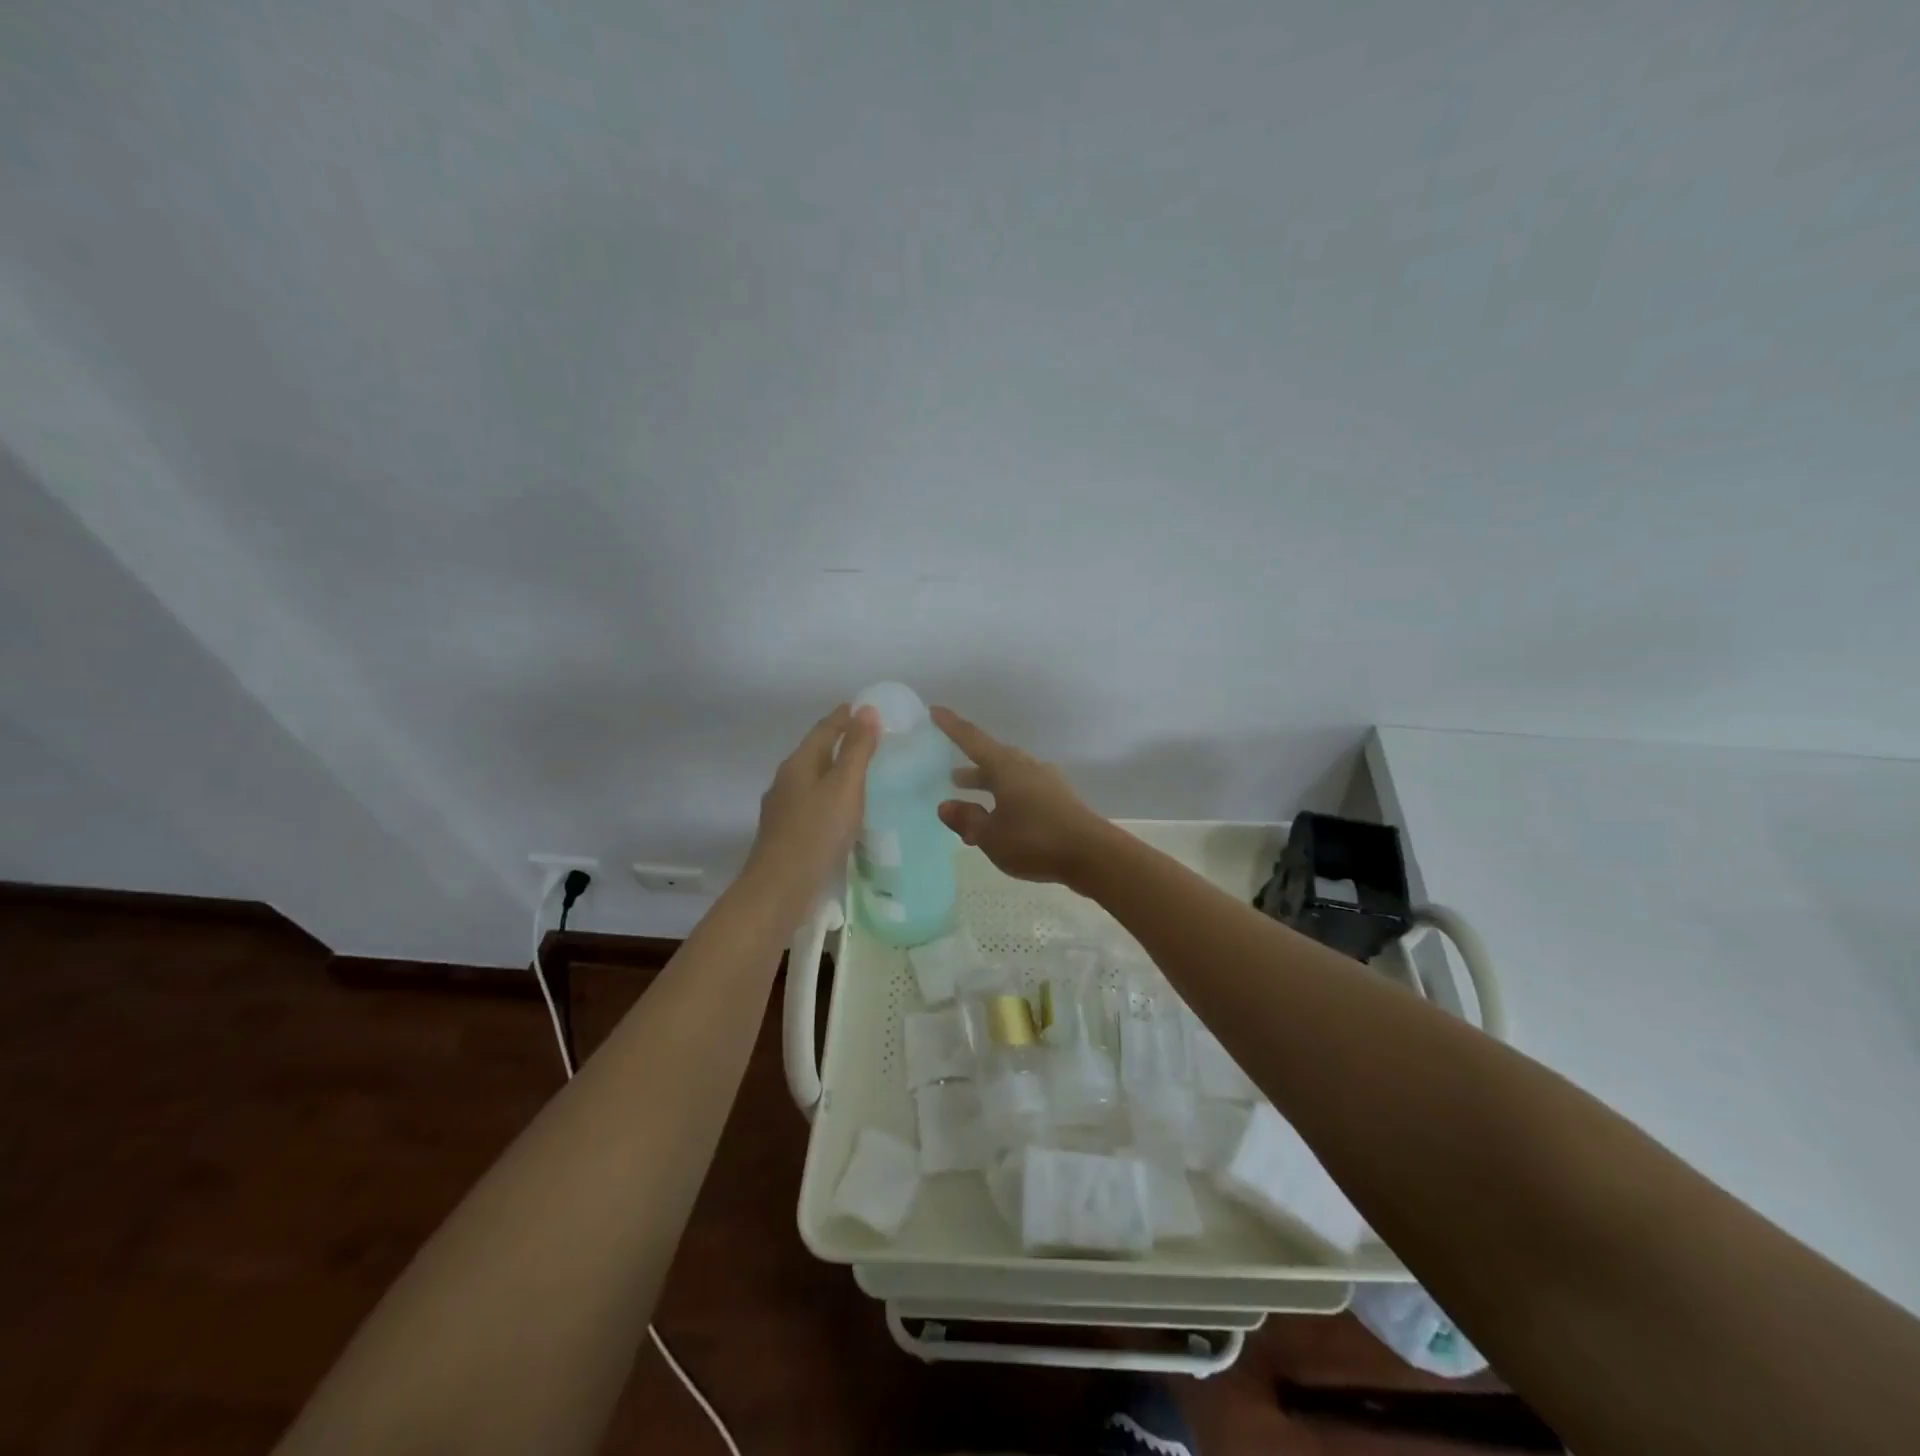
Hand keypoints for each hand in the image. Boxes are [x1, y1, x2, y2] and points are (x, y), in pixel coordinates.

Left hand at [746, 704, 879, 904]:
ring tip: (859, 773)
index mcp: (798, 764)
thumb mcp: (844, 787)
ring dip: (833, 771)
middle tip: (868, 738)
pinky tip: (841, 811)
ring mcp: (782, 809)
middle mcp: (786, 782)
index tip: (863, 707)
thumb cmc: (816, 833)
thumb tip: (866, 710)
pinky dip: (829, 797)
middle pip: (814, 753)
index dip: (844, 717)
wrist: (779, 889)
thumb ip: (857, 750)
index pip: (823, 730)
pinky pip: (811, 803)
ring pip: (812, 780)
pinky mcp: (786, 834)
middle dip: (838, 742)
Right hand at [932, 707, 1108, 884]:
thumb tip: (946, 805)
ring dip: (989, 787)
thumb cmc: (1035, 840)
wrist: (1092, 855)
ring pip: (1009, 778)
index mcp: (1006, 768)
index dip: (952, 726)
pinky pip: (1024, 793)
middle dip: (971, 767)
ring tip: (972, 802)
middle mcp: (1026, 768)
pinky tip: (1002, 822)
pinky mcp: (1059, 800)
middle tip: (952, 776)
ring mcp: (1046, 783)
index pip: (972, 740)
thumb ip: (967, 819)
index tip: (935, 711)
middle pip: (993, 759)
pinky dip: (1006, 801)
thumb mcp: (990, 835)